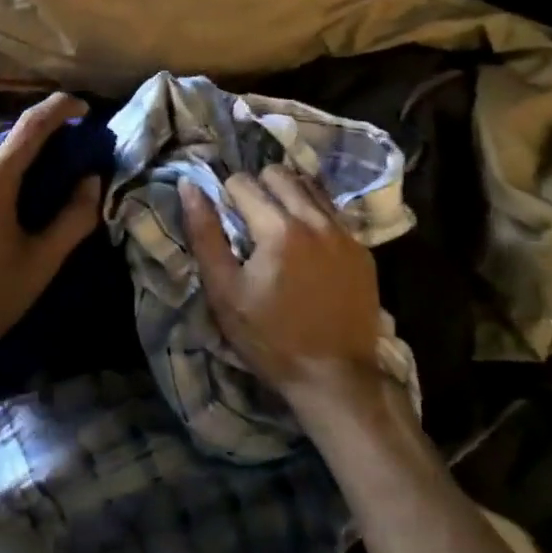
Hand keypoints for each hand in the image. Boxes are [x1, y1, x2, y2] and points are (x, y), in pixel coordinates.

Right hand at [179, 167, 383, 403]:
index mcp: (278, 228)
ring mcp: (344, 233)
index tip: (227, 224)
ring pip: (309, 186)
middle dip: (257, 188)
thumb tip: (189, 186)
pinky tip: (306, 244)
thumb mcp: (224, 291)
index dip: (226, 198)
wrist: (336, 378)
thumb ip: (205, 234)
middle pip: (278, 173)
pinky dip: (313, 214)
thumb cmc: (271, 338)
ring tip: (277, 226)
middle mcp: (315, 220)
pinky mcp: (362, 249)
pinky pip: (332, 211)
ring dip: (287, 195)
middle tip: (250, 221)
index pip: (242, 182)